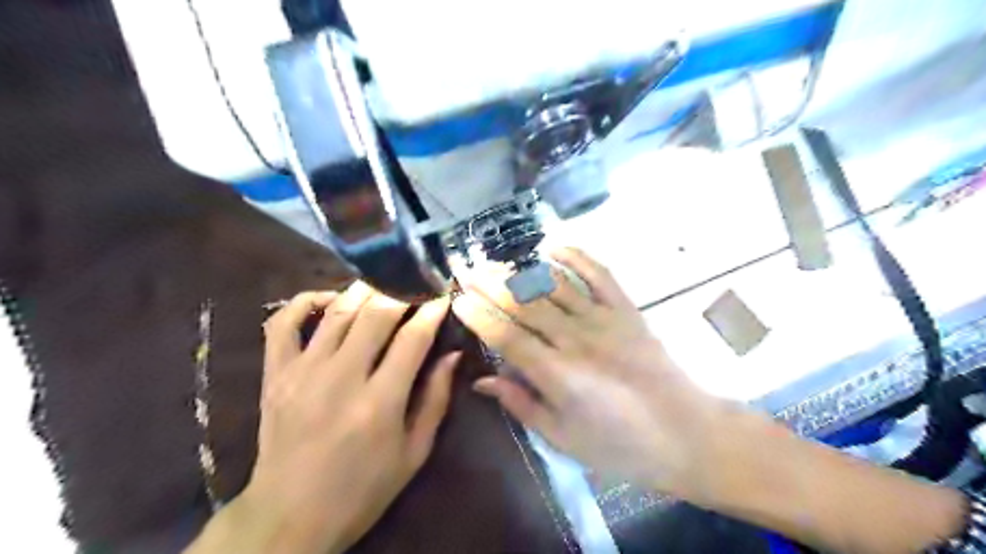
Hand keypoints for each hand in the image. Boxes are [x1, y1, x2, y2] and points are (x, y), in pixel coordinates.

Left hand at [229, 283, 460, 552]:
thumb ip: (436, 399)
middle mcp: (341, 379)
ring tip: (384, 283)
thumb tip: (452, 355)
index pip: (412, 338)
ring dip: (365, 290)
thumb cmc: (362, 489)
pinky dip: (306, 301)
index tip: (442, 297)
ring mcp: (302, 372)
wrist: (289, 516)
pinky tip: (330, 298)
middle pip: (375, 314)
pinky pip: (284, 323)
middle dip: (402, 292)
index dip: (431, 311)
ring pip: (337, 311)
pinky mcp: (274, 374)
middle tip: (416, 284)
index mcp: (379, 403)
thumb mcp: (414, 452)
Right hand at [453, 249, 722, 499]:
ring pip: (553, 285)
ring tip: (495, 262)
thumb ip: (521, 404)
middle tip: (466, 270)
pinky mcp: (626, 310)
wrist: (684, 433)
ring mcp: (603, 319)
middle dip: (490, 284)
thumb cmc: (619, 445)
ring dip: (521, 271)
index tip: (457, 300)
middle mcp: (576, 339)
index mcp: (557, 374)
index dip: (478, 315)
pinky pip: (598, 274)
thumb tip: (483, 379)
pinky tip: (551, 248)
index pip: (505, 336)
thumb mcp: (562, 437)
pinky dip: (575, 257)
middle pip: (524, 304)